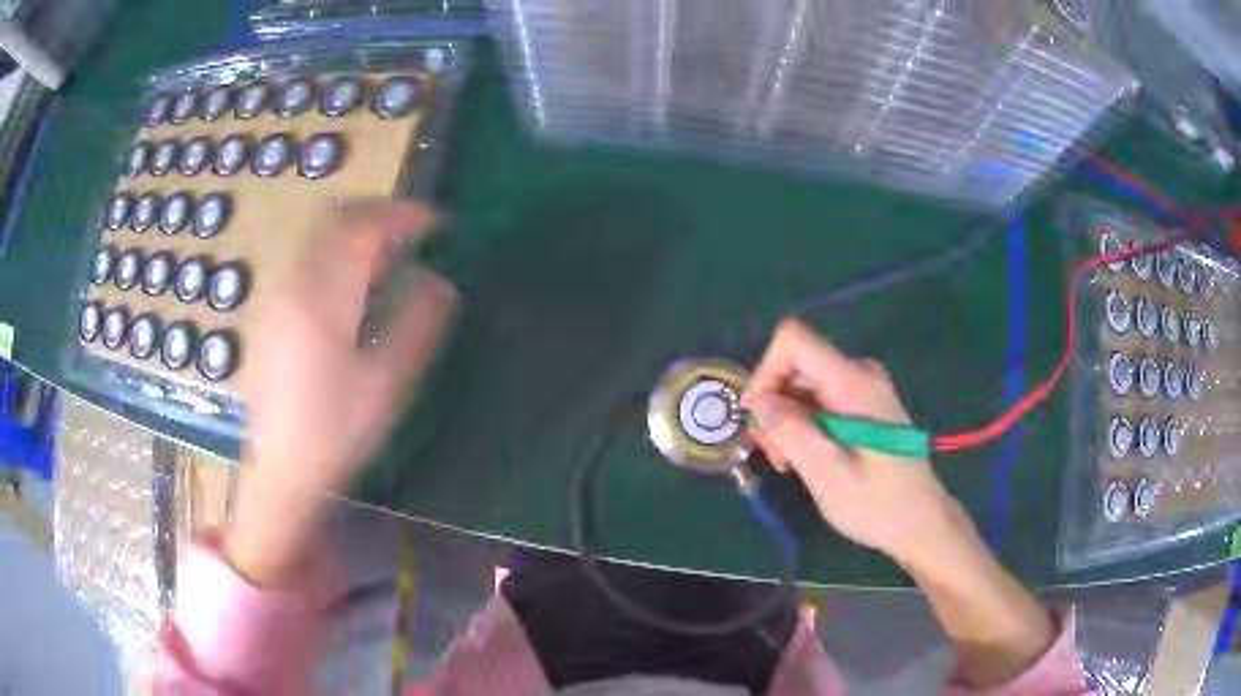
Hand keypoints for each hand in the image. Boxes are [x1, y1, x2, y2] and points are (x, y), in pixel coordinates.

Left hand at [228, 199, 455, 583]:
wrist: (283, 469)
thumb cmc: (338, 433)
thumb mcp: (388, 385)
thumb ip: (418, 325)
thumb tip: (440, 281)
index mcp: (324, 301)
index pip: (366, 229)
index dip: (406, 216)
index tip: (439, 223)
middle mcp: (294, 286)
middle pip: (335, 217)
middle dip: (378, 210)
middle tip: (413, 226)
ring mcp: (278, 297)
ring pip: (317, 234)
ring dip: (356, 228)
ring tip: (389, 249)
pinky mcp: (271, 312)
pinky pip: (307, 257)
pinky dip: (337, 249)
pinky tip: (353, 281)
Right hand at [744, 321, 1055, 687]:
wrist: (920, 521)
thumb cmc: (878, 505)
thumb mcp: (829, 475)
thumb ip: (791, 432)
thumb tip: (757, 400)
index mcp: (854, 383)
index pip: (794, 340)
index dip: (766, 371)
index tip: (758, 418)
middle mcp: (859, 373)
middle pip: (796, 364)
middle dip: (774, 405)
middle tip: (774, 455)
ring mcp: (863, 387)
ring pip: (803, 384)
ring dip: (786, 420)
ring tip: (790, 463)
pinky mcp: (863, 402)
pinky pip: (819, 398)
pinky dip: (803, 424)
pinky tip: (807, 458)